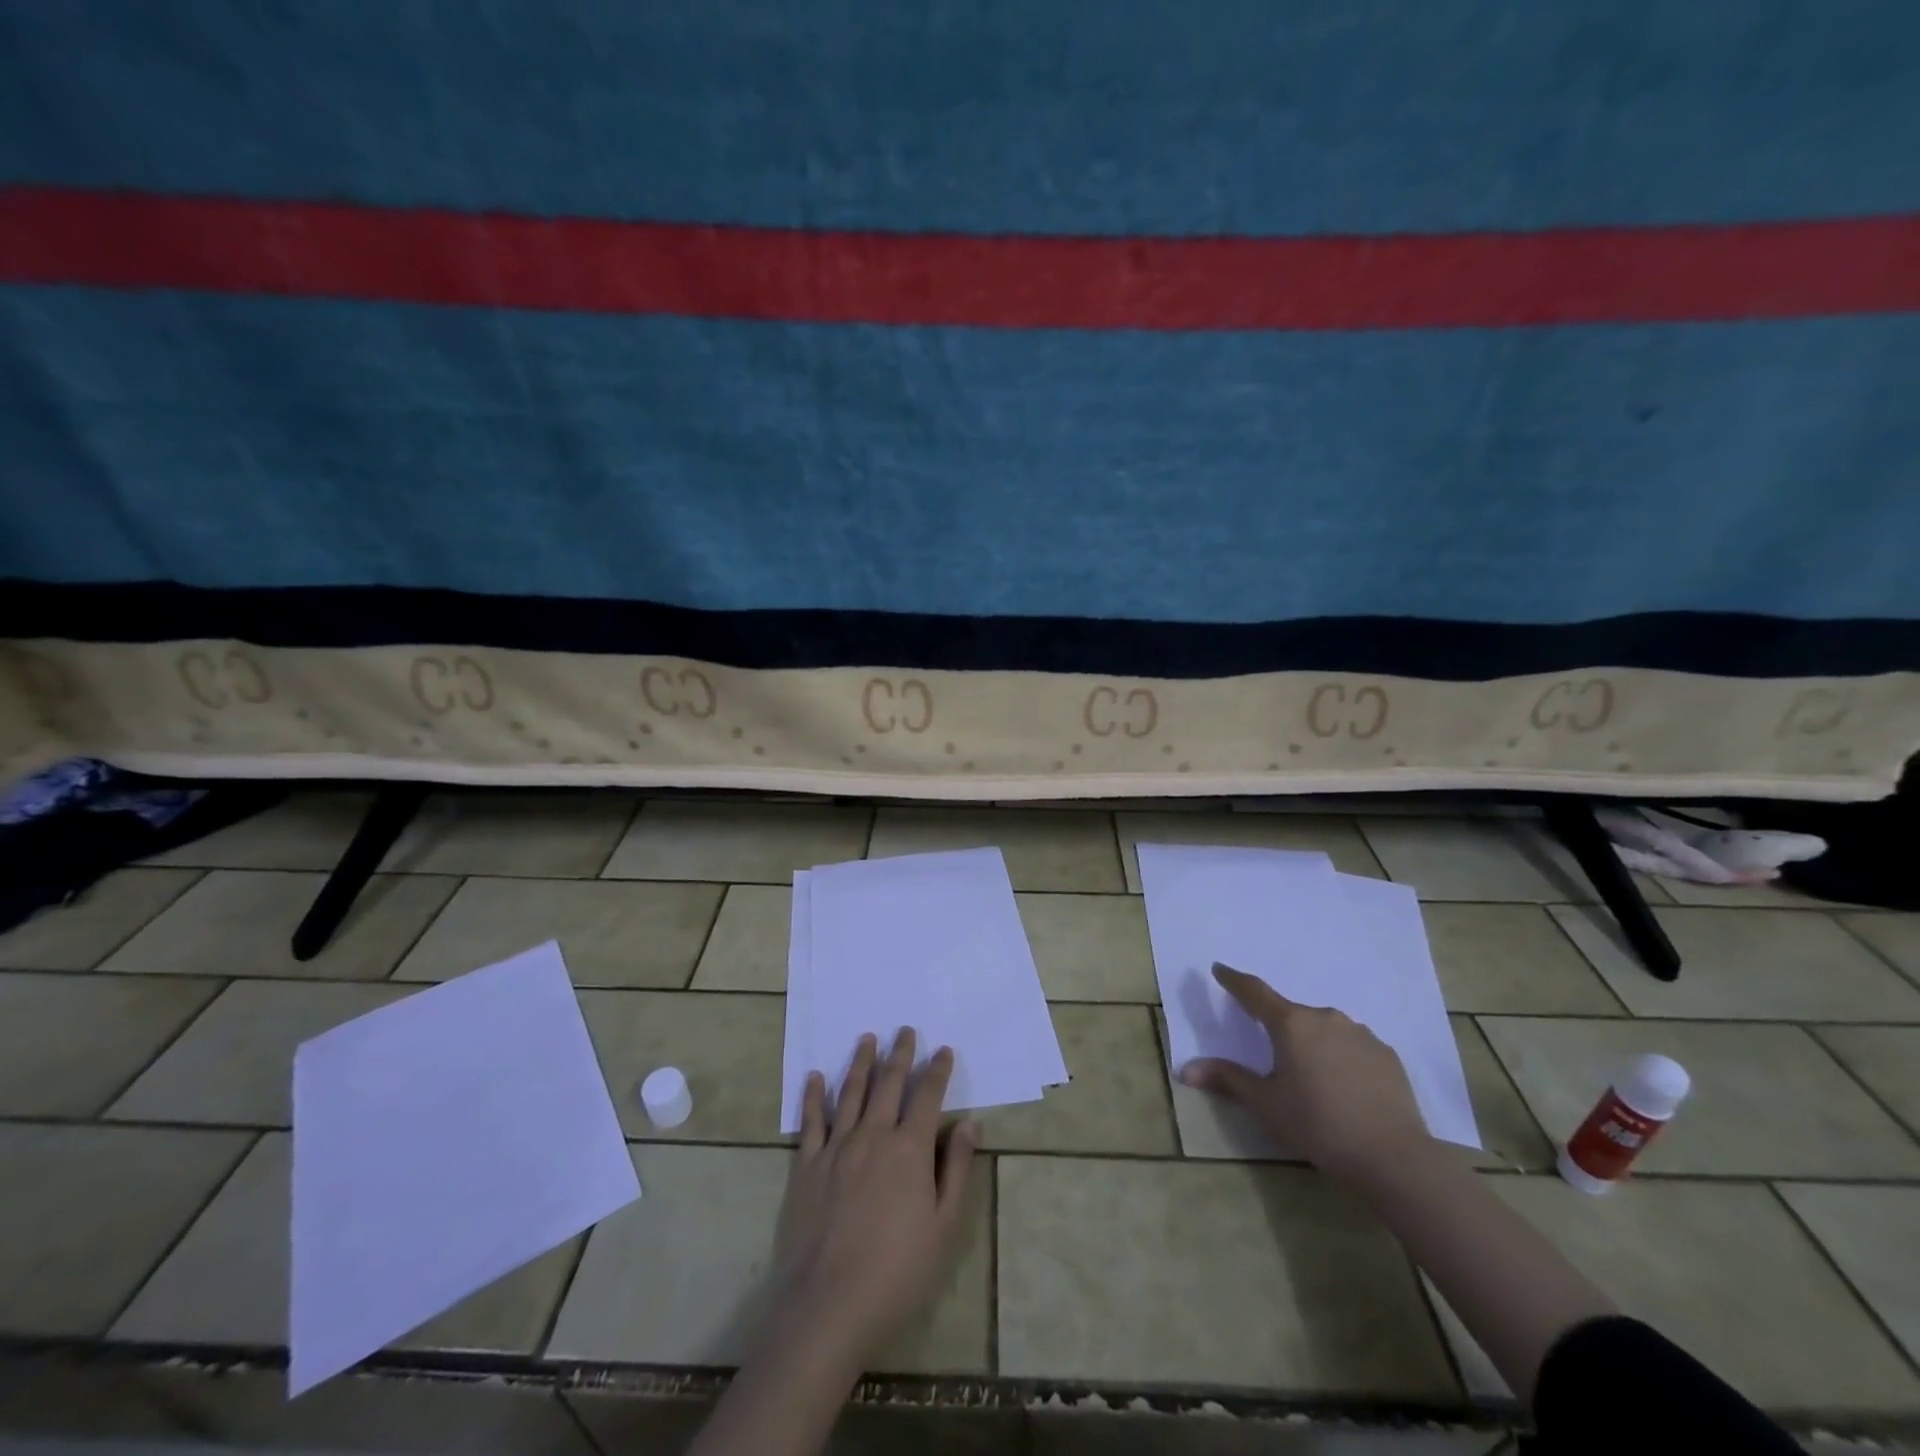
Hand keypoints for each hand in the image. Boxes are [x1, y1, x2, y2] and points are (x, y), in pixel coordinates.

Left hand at [768, 1028, 977, 1368]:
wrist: (828, 1307)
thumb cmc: (897, 1272)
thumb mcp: (944, 1227)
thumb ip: (958, 1170)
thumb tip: (970, 1124)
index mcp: (909, 1149)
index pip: (927, 1097)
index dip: (937, 1071)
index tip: (943, 1050)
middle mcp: (873, 1136)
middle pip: (888, 1084)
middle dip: (900, 1054)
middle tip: (904, 1030)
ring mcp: (836, 1148)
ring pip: (850, 1092)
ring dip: (860, 1062)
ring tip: (867, 1039)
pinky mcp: (806, 1166)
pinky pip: (811, 1121)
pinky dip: (814, 1095)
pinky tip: (815, 1077)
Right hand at [1179, 962, 1431, 1189]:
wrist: (1393, 1158)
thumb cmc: (1318, 1125)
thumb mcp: (1265, 1104)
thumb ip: (1227, 1079)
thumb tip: (1186, 1070)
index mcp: (1291, 1024)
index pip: (1254, 991)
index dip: (1234, 980)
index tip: (1220, 969)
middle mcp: (1325, 1017)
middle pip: (1292, 1015)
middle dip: (1279, 1028)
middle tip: (1274, 1056)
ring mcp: (1361, 1034)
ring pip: (1325, 1030)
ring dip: (1313, 1043)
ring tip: (1313, 1078)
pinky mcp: (1387, 1055)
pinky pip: (1353, 1047)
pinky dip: (1342, 1058)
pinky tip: (1346, 1087)